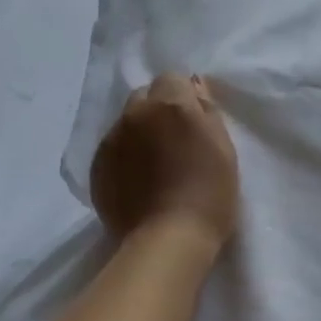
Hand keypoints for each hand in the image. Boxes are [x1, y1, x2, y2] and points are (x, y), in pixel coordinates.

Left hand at [90, 73, 240, 249]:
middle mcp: (135, 114)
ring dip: (138, 134)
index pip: (172, 79)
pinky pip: (111, 150)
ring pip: (125, 123)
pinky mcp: (96, 167)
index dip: (183, 98)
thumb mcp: (224, 150)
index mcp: (170, 105)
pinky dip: (123, 158)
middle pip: (144, 97)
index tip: (193, 123)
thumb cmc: (209, 195)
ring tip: (152, 166)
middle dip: (157, 111)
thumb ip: (207, 113)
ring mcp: (111, 140)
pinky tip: (136, 182)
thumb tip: (195, 89)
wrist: (168, 240)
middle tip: (172, 142)